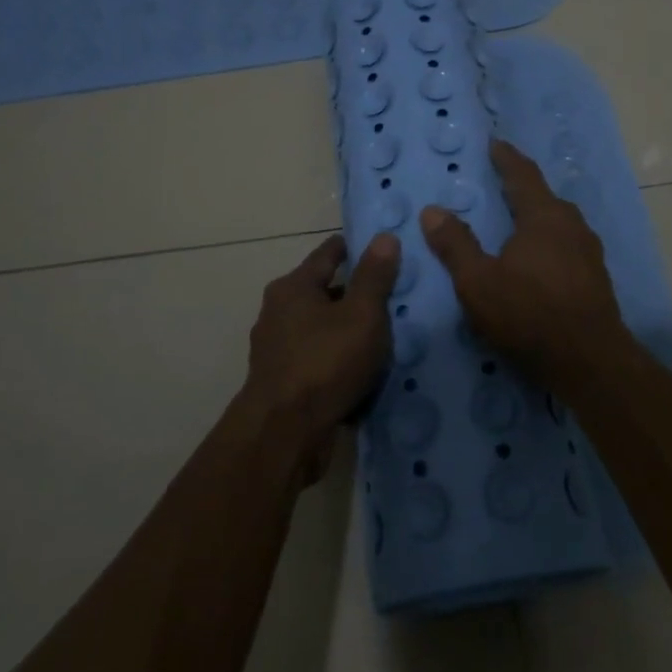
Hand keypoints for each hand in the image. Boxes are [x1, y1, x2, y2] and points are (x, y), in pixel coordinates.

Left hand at [245, 232, 399, 482]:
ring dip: (348, 330)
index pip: (329, 252)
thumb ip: (375, 276)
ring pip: (322, 328)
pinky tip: (363, 370)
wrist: (284, 435)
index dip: (357, 247)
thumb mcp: (362, 314)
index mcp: (293, 287)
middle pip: (324, 291)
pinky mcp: (282, 382)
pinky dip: (338, 359)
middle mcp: (278, 312)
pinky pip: (318, 359)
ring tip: (386, 335)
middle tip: (395, 295)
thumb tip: (384, 237)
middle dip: (356, 292)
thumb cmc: (325, 363)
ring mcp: (277, 349)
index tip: (385, 248)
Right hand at [419, 139, 628, 387]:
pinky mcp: (595, 276)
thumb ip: (456, 244)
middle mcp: (571, 224)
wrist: (590, 361)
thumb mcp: (479, 282)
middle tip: (498, 185)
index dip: (506, 158)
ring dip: (536, 217)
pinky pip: (567, 245)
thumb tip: (432, 210)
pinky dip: (548, 242)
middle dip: (521, 188)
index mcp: (544, 216)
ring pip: (558, 222)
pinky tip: (538, 260)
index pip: (522, 174)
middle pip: (543, 197)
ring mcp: (589, 251)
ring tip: (515, 223)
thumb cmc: (529, 314)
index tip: (495, 144)